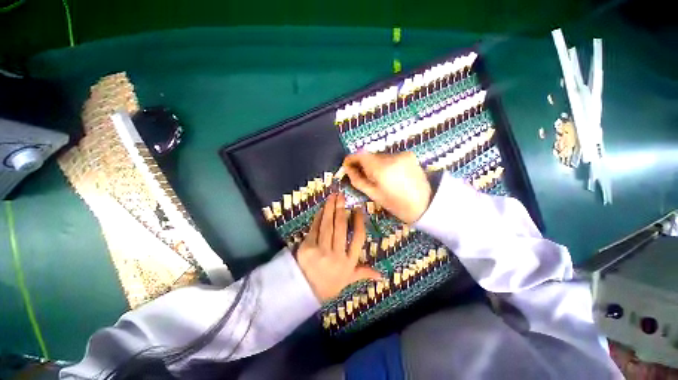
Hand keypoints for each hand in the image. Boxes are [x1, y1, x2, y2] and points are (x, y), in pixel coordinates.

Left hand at [296, 193, 381, 301]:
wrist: (304, 292)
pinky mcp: (307, 247)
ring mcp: (321, 251)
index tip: (358, 209)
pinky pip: (314, 229)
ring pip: (327, 226)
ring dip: (330, 209)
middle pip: (341, 228)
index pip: (358, 238)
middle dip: (341, 209)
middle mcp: (337, 255)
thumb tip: (381, 275)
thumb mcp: (348, 280)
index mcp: (349, 262)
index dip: (359, 222)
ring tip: (333, 197)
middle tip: (342, 196)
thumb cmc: (329, 284)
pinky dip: (318, 218)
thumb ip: (363, 273)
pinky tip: (322, 209)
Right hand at [343, 151, 431, 223]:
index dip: (351, 158)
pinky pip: (390, 157)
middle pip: (370, 155)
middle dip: (364, 164)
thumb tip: (347, 168)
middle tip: (364, 176)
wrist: (426, 204)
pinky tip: (391, 175)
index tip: (347, 165)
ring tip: (380, 178)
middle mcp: (391, 157)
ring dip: (375, 164)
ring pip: (380, 156)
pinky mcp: (409, 154)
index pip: (360, 154)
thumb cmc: (397, 205)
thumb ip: (358, 180)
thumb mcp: (374, 195)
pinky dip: (386, 164)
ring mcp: (402, 154)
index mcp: (381, 169)